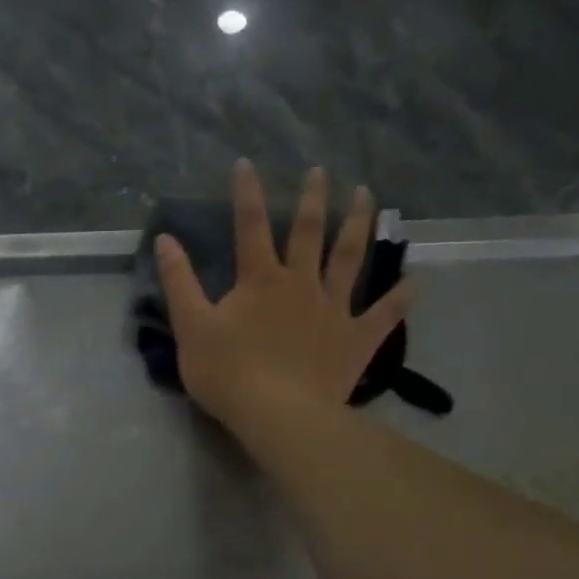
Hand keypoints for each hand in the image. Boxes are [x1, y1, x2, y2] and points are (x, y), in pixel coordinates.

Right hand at [155, 160, 414, 430]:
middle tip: (321, 171)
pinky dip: (399, 299)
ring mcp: (334, 310)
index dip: (247, 194)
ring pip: (350, 260)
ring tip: (368, 197)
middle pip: (308, 233)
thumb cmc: (228, 372)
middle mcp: (301, 284)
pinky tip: (413, 282)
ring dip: (359, 226)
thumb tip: (165, 239)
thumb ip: (179, 282)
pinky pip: (383, 315)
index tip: (246, 163)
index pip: (249, 227)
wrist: (278, 415)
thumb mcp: (191, 326)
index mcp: (260, 280)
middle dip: (313, 200)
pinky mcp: (356, 339)